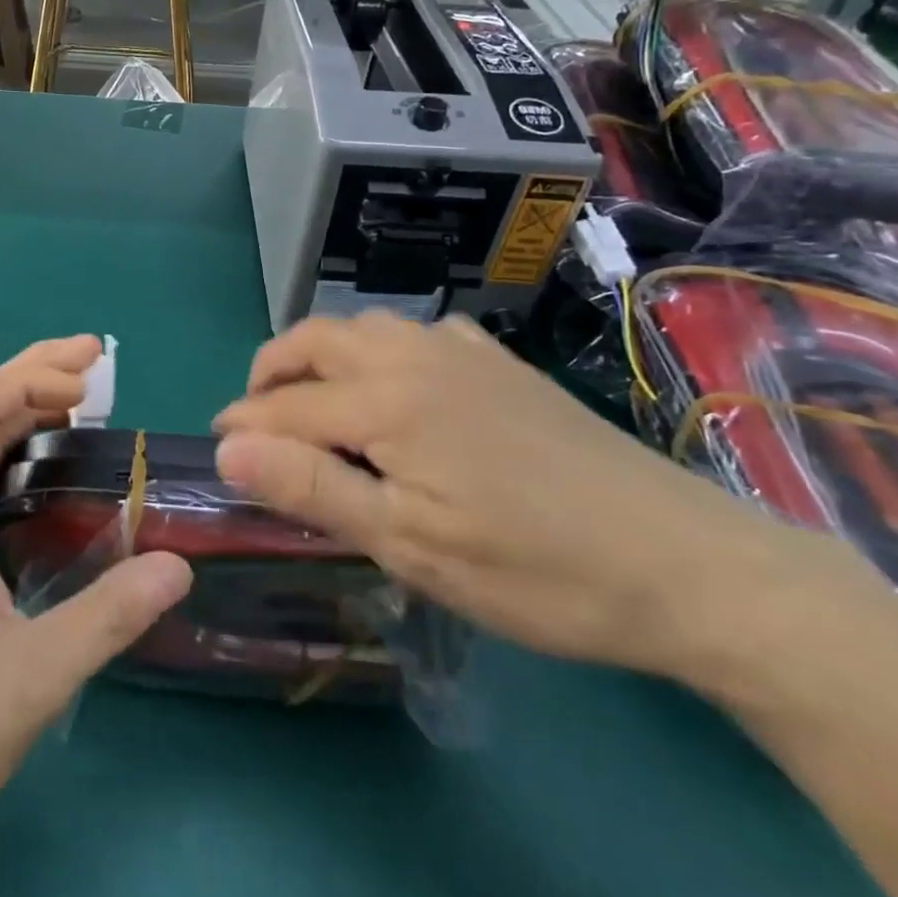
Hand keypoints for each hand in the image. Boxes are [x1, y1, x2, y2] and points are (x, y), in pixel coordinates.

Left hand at [0, 338, 191, 896]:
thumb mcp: (34, 680)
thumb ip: (110, 615)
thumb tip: (180, 565)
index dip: (32, 375)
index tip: (92, 372)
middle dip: (33, 379)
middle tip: (97, 368)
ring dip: (20, 417)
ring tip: (79, 412)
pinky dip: (8, 458)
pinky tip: (41, 485)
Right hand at [212, 313, 836, 680]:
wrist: (682, 561)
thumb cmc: (533, 569)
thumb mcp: (410, 544)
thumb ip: (311, 489)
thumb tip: (227, 452)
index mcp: (385, 400)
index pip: (286, 406)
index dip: (243, 428)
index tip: (215, 450)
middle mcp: (412, 355)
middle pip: (315, 341)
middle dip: (271, 371)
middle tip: (255, 419)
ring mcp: (461, 352)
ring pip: (364, 327)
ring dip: (322, 354)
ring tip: (314, 400)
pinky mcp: (500, 363)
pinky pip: (418, 333)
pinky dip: (383, 349)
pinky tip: (400, 383)